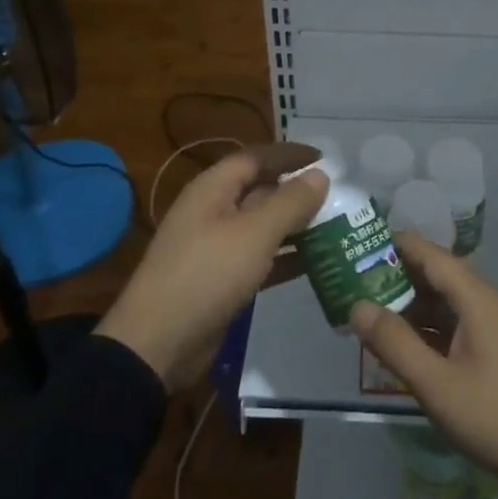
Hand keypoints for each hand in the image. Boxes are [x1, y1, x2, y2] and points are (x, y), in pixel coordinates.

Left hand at [97, 148, 326, 390]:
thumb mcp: (254, 235)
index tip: (325, 158)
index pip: (256, 158)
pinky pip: (260, 258)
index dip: (289, 154)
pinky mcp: (222, 280)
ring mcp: (216, 247)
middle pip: (261, 191)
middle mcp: (213, 211)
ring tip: (336, 228)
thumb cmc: (206, 275)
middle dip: (297, 192)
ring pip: (263, 226)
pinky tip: (316, 263)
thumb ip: (290, 203)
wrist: (158, 344)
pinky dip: (285, 258)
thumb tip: (320, 174)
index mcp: (213, 189)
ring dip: (296, 226)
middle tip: (339, 197)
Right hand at [350, 235, 497, 498]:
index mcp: (478, 298)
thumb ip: (395, 344)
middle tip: (353, 286)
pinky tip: (406, 347)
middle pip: (437, 276)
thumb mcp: (438, 386)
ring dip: (412, 307)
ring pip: (448, 303)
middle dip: (396, 278)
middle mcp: (490, 302)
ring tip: (371, 316)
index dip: (393, 246)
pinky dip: (431, 329)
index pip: (429, 254)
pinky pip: (460, 325)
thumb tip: (357, 306)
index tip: (357, 247)